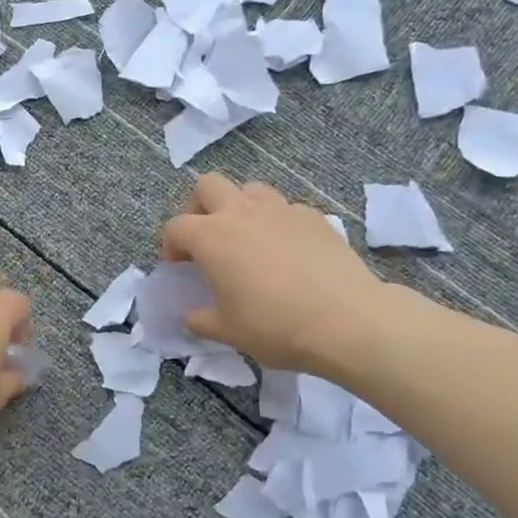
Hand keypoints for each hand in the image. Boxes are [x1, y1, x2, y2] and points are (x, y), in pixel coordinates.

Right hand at [159, 174, 392, 374]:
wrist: (346, 320)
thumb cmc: (274, 326)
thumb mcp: (226, 332)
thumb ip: (200, 319)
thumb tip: (192, 315)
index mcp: (211, 237)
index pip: (176, 226)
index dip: (170, 245)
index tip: (178, 267)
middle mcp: (242, 212)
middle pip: (208, 186)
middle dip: (199, 207)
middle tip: (207, 238)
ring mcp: (281, 209)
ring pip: (250, 189)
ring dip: (240, 207)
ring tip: (247, 239)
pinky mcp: (314, 217)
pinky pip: (285, 208)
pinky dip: (277, 222)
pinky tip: (287, 251)